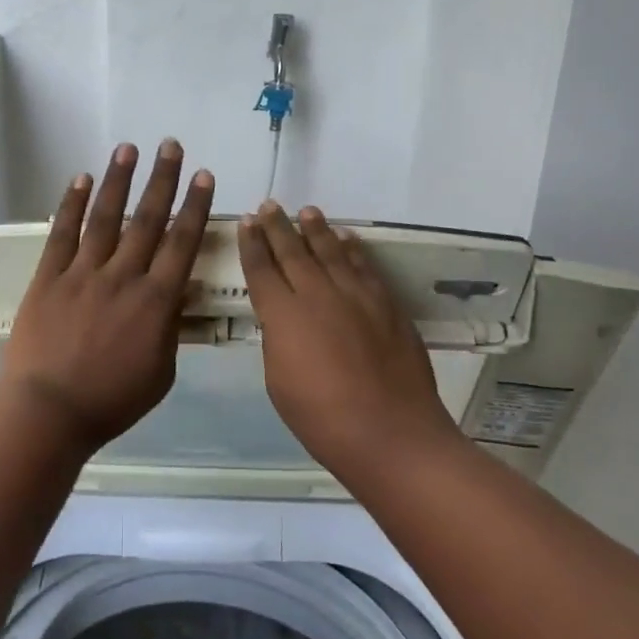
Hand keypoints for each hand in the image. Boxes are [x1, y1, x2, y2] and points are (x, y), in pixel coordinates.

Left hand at [0, 141, 215, 452]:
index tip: (203, 176)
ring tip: (128, 148)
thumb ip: (170, 327)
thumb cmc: (111, 401)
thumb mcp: (161, 372)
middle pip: (147, 219)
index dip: (194, 206)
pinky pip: (63, 234)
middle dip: (162, 180)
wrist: (48, 412)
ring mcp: (83, 273)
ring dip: (118, 180)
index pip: (181, 243)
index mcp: (155, 301)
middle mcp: (122, 276)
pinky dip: (72, 205)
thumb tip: (177, 292)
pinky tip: (81, 179)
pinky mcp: (49, 277)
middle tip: (171, 145)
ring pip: (106, 218)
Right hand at [238, 202, 459, 476]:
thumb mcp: (278, 381)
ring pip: (331, 251)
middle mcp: (317, 294)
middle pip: (293, 251)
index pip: (261, 269)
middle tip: (270, 205)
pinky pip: (364, 266)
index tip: (247, 222)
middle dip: (278, 227)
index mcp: (283, 315)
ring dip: (316, 229)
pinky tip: (347, 238)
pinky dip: (352, 249)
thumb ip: (278, 339)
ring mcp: (356, 295)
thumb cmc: (322, 418)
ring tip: (307, 212)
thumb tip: (282, 319)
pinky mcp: (385, 304)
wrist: (390, 432)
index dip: (252, 244)